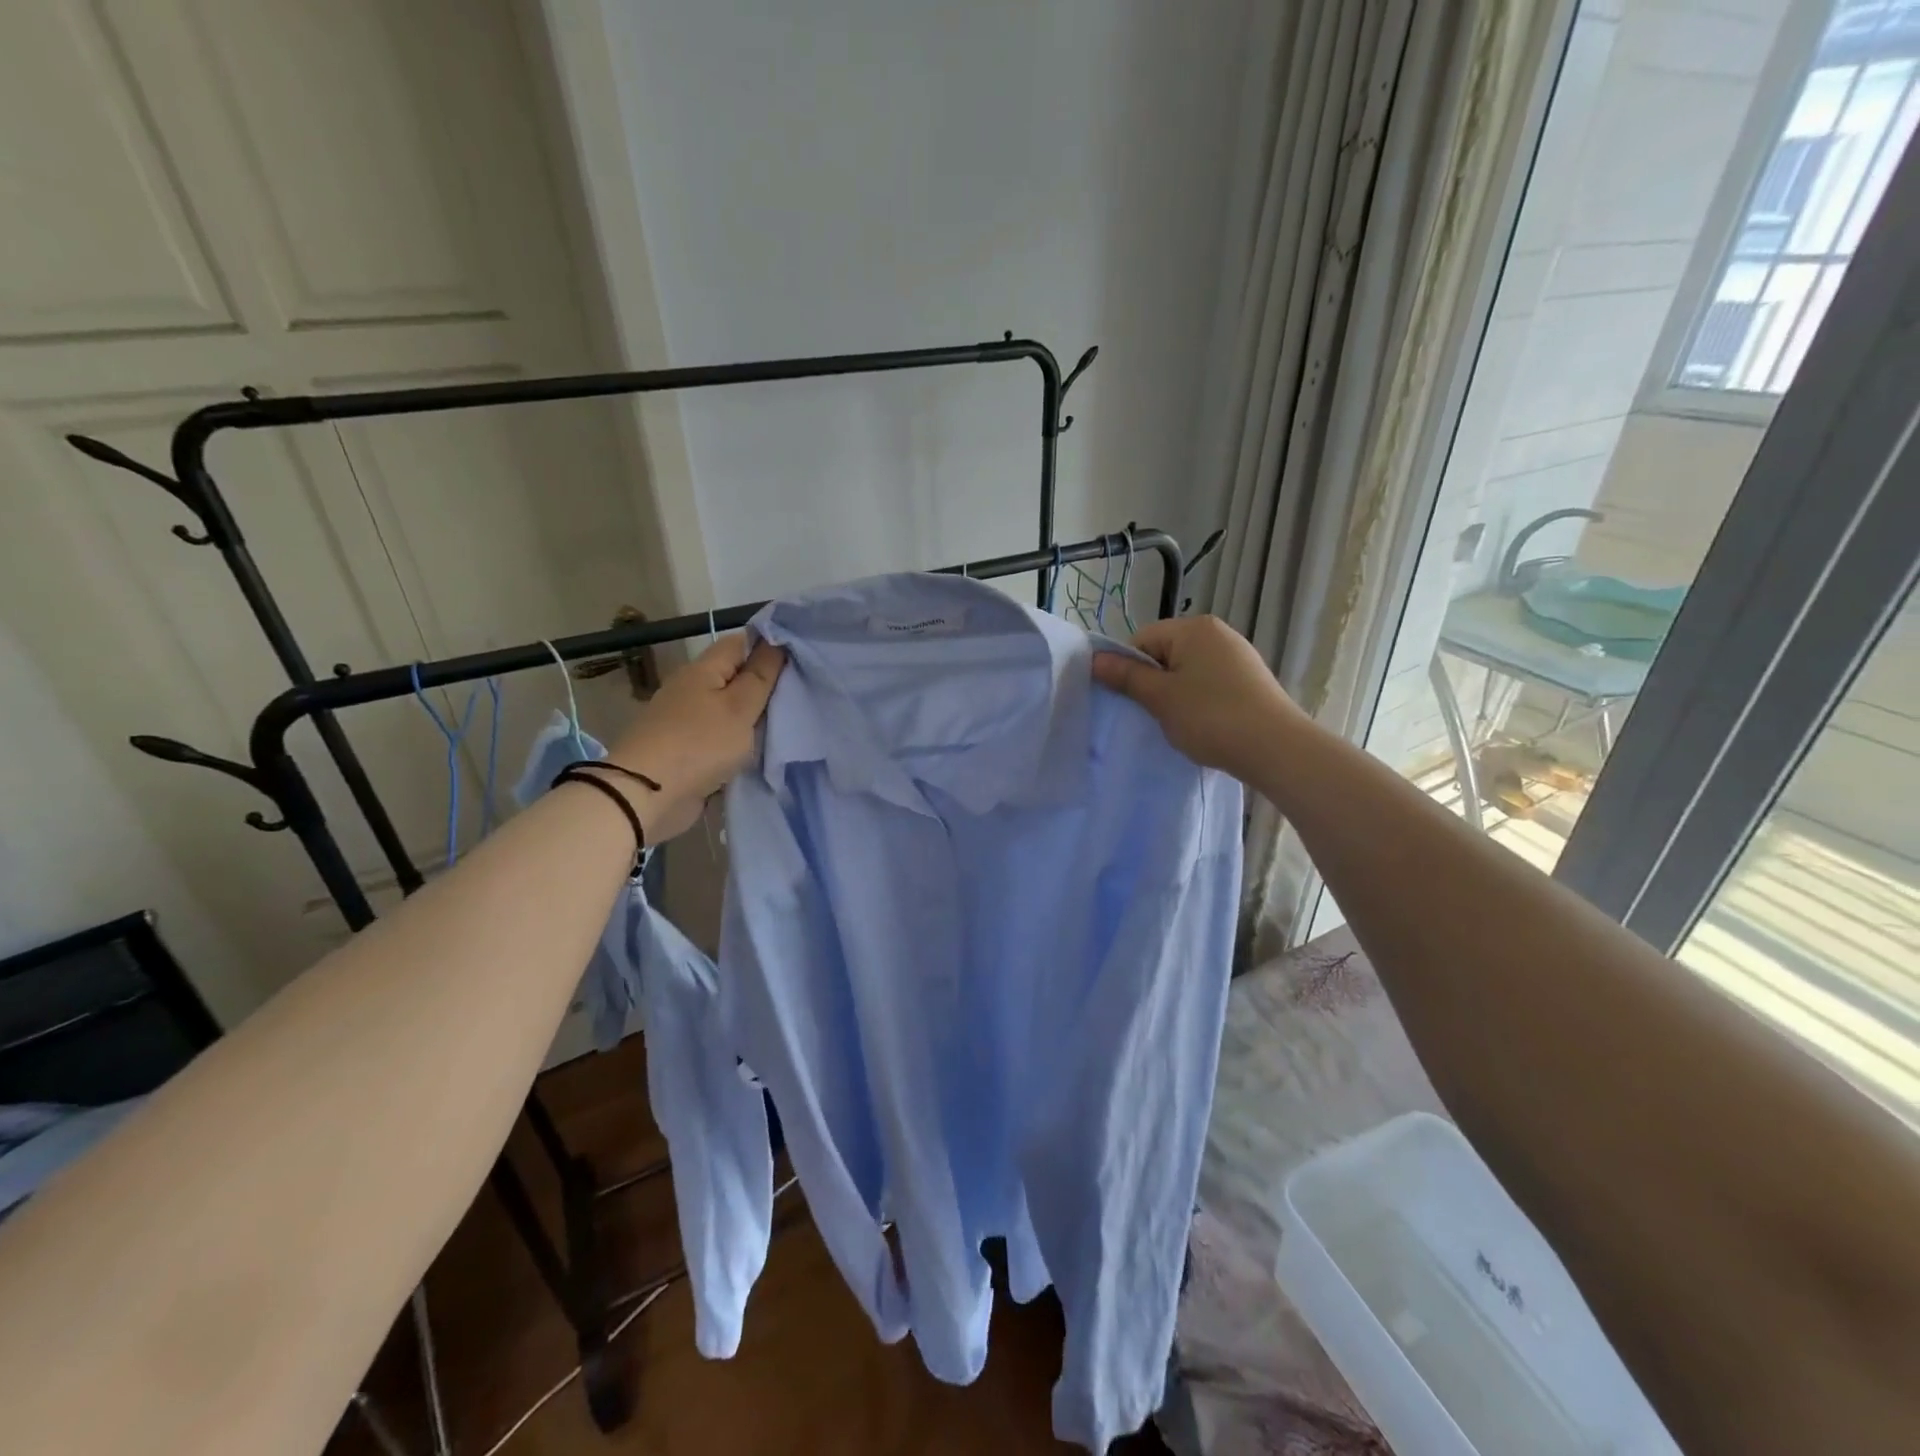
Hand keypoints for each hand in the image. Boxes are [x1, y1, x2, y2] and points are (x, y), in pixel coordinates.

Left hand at [605, 634, 784, 843]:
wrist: (647, 795)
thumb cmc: (699, 744)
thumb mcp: (740, 707)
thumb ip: (761, 675)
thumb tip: (777, 641)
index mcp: (703, 670)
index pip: (741, 643)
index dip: (771, 646)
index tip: (803, 661)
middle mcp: (692, 689)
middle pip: (737, 678)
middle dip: (767, 686)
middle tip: (804, 695)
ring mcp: (687, 720)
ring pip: (731, 710)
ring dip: (755, 718)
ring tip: (790, 723)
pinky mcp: (687, 749)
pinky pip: (722, 737)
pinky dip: (740, 741)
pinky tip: (763, 750)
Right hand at [1092, 615, 1305, 777]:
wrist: (1276, 748)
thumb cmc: (1211, 717)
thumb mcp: (1160, 698)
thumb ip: (1126, 677)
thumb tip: (1094, 659)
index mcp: (1194, 628)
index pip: (1142, 640)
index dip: (1130, 670)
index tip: (1134, 701)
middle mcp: (1217, 633)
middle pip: (1165, 654)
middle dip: (1154, 683)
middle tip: (1154, 715)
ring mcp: (1237, 656)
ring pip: (1187, 671)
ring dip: (1175, 695)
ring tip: (1180, 723)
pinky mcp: (1250, 680)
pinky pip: (1209, 683)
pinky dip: (1199, 701)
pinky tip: (1204, 724)